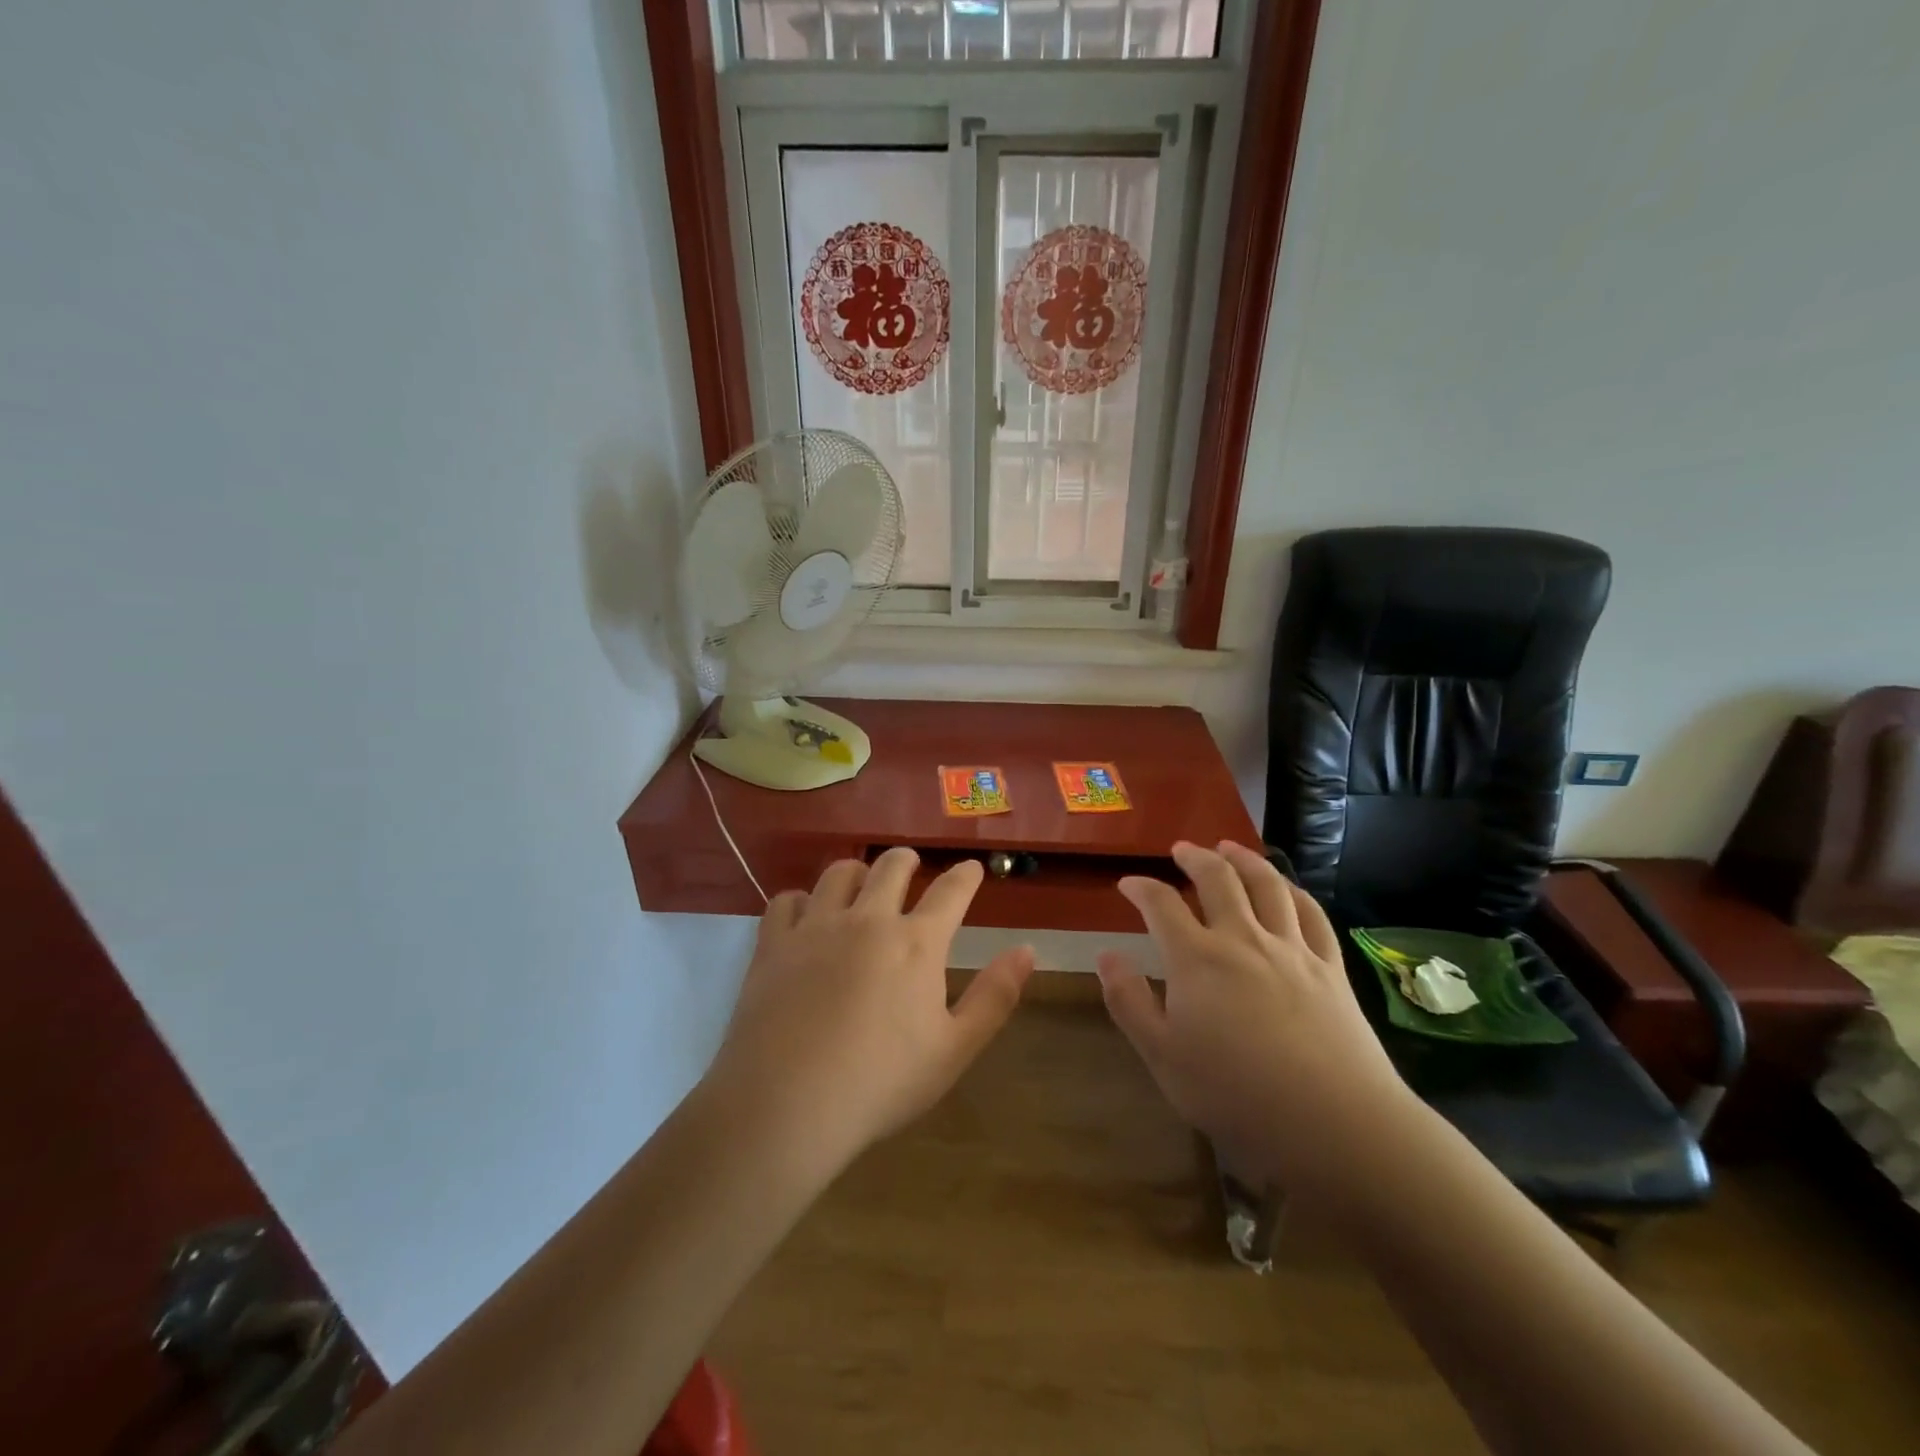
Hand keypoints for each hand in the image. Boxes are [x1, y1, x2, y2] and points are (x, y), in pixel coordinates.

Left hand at [708, 848, 1034, 1174]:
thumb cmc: (881, 1083)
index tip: (972, 868)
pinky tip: (804, 915)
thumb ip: (995, 996)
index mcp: (916, 943)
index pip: (950, 892)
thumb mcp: (954, 1049)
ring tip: (860, 882)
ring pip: (838, 873)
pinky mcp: (774, 944)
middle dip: (907, 860)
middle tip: (911, 865)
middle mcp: (867, 920)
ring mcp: (816, 927)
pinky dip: (801, 900)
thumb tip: (1027, 950)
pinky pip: (787, 900)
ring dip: (857, 872)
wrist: (787, 1105)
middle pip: (891, 867)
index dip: (965, 876)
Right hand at [1097, 841, 1412, 1194]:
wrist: (1334, 1124)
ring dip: (1243, 859)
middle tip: (1181, 849)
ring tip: (1229, 847)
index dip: (1141, 887)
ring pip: (1266, 885)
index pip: (1161, 904)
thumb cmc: (1235, 1094)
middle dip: (1195, 857)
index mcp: (1196, 958)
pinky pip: (1310, 914)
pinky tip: (1285, 888)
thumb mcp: (1162, 1056)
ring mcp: (1291, 949)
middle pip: (1217, 879)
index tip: (1128, 883)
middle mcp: (1242, 938)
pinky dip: (1292, 891)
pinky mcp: (1330, 967)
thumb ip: (1129, 1001)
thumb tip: (1107, 955)